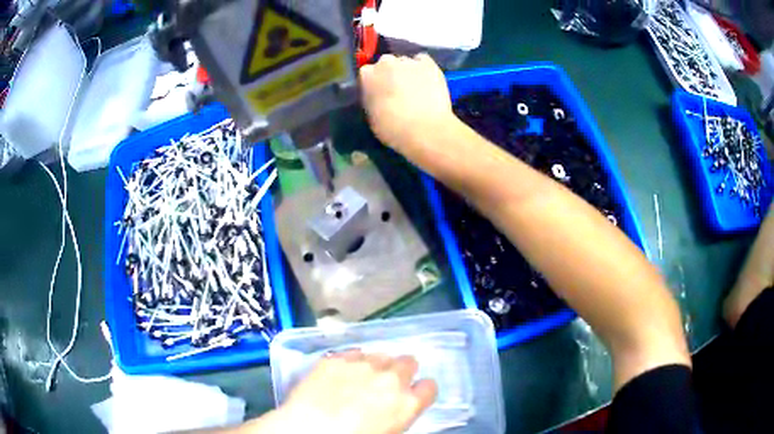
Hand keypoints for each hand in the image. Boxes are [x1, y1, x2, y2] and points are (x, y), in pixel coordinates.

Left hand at [275, 350, 436, 433]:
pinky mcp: (335, 359)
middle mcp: (390, 379)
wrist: (308, 431)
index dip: (422, 390)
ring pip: (380, 354)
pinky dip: (352, 360)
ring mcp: (361, 366)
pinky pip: (352, 353)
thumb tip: (395, 408)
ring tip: (362, 377)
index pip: (429, 387)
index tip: (414, 392)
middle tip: (388, 382)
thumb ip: (398, 414)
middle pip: (408, 362)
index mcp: (407, 403)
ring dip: (377, 364)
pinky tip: (342, 372)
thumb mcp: (388, 431)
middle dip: (402, 370)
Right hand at [360, 54, 454, 150]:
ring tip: (415, 87)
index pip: (367, 73)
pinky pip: (423, 60)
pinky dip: (423, 68)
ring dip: (407, 71)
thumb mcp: (372, 116)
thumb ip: (372, 99)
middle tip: (397, 91)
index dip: (374, 83)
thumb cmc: (393, 129)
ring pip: (405, 62)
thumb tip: (378, 95)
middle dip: (390, 74)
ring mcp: (408, 61)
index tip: (380, 93)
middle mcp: (385, 62)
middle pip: (386, 64)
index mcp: (367, 75)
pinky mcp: (429, 64)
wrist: (425, 130)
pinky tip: (426, 80)